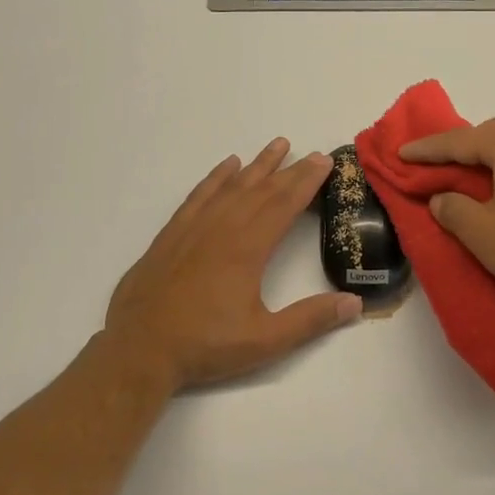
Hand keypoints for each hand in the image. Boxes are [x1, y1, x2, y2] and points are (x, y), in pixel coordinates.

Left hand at [103, 138, 361, 391]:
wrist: (139, 349)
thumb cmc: (205, 345)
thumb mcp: (265, 340)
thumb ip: (310, 320)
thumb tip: (355, 303)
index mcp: (247, 249)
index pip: (284, 205)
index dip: (306, 182)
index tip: (324, 161)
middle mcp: (222, 228)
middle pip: (262, 190)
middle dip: (290, 170)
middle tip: (312, 153)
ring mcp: (194, 228)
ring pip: (231, 186)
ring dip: (257, 165)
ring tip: (277, 145)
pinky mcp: (172, 234)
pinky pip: (199, 195)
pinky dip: (216, 178)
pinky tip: (227, 166)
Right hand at [401, 118, 494, 313]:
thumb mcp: (481, 233)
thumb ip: (453, 209)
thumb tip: (443, 198)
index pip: (460, 141)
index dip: (428, 149)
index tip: (402, 154)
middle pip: (492, 136)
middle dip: (462, 148)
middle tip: (437, 164)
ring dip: (491, 159)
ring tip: (473, 177)